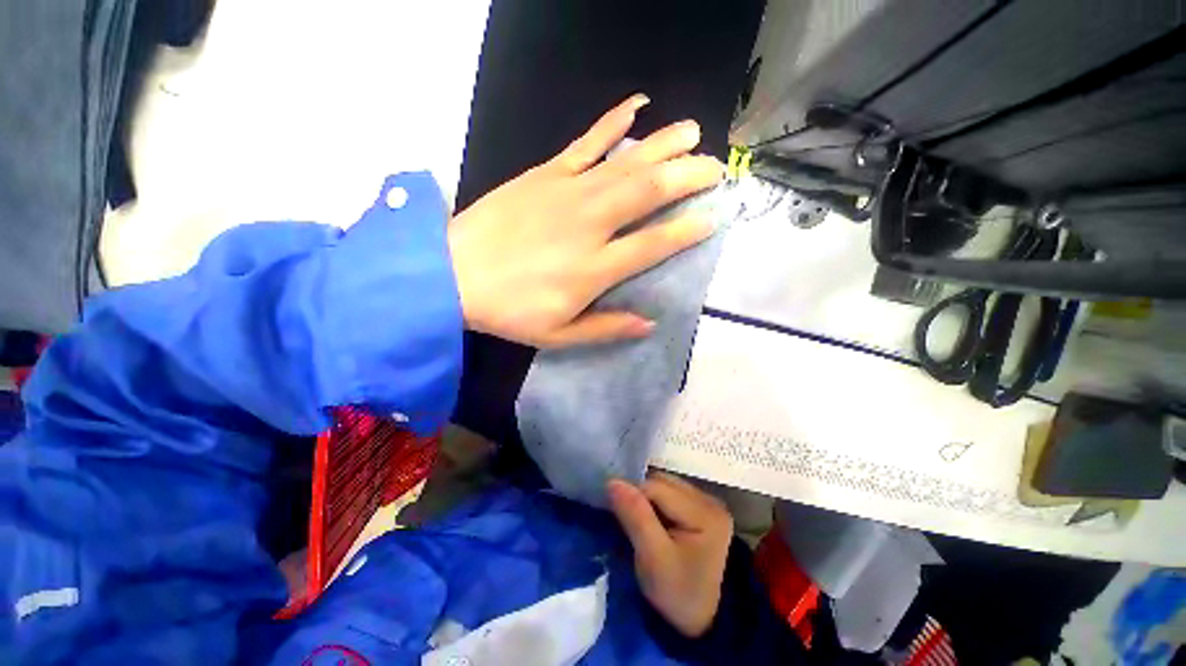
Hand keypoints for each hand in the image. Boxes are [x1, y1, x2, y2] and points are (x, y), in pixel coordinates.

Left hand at [447, 95, 723, 348]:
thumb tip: (649, 323)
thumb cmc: (510, 310)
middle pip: (649, 192)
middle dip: (688, 176)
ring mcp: (568, 192)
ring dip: (665, 145)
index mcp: (595, 267)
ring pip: (627, 162)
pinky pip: (586, 141)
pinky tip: (637, 105)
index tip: (713, 217)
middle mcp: (590, 224)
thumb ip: (607, 328)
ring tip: (694, 132)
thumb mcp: (559, 335)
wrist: (453, 273)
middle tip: (715, 168)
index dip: (687, 230)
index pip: (654, 243)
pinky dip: (613, 121)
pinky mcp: (546, 173)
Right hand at [607, 472, 733, 637]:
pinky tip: (652, 520)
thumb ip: (635, 516)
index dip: (633, 497)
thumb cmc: (676, 593)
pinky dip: (656, 502)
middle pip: (662, 482)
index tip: (617, 515)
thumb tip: (613, 482)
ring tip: (638, 520)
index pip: (656, 488)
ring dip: (647, 498)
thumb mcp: (652, 559)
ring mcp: (707, 502)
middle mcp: (709, 499)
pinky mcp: (700, 507)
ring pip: (664, 485)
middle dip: (640, 496)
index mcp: (704, 512)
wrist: (699, 619)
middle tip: (627, 520)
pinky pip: (670, 493)